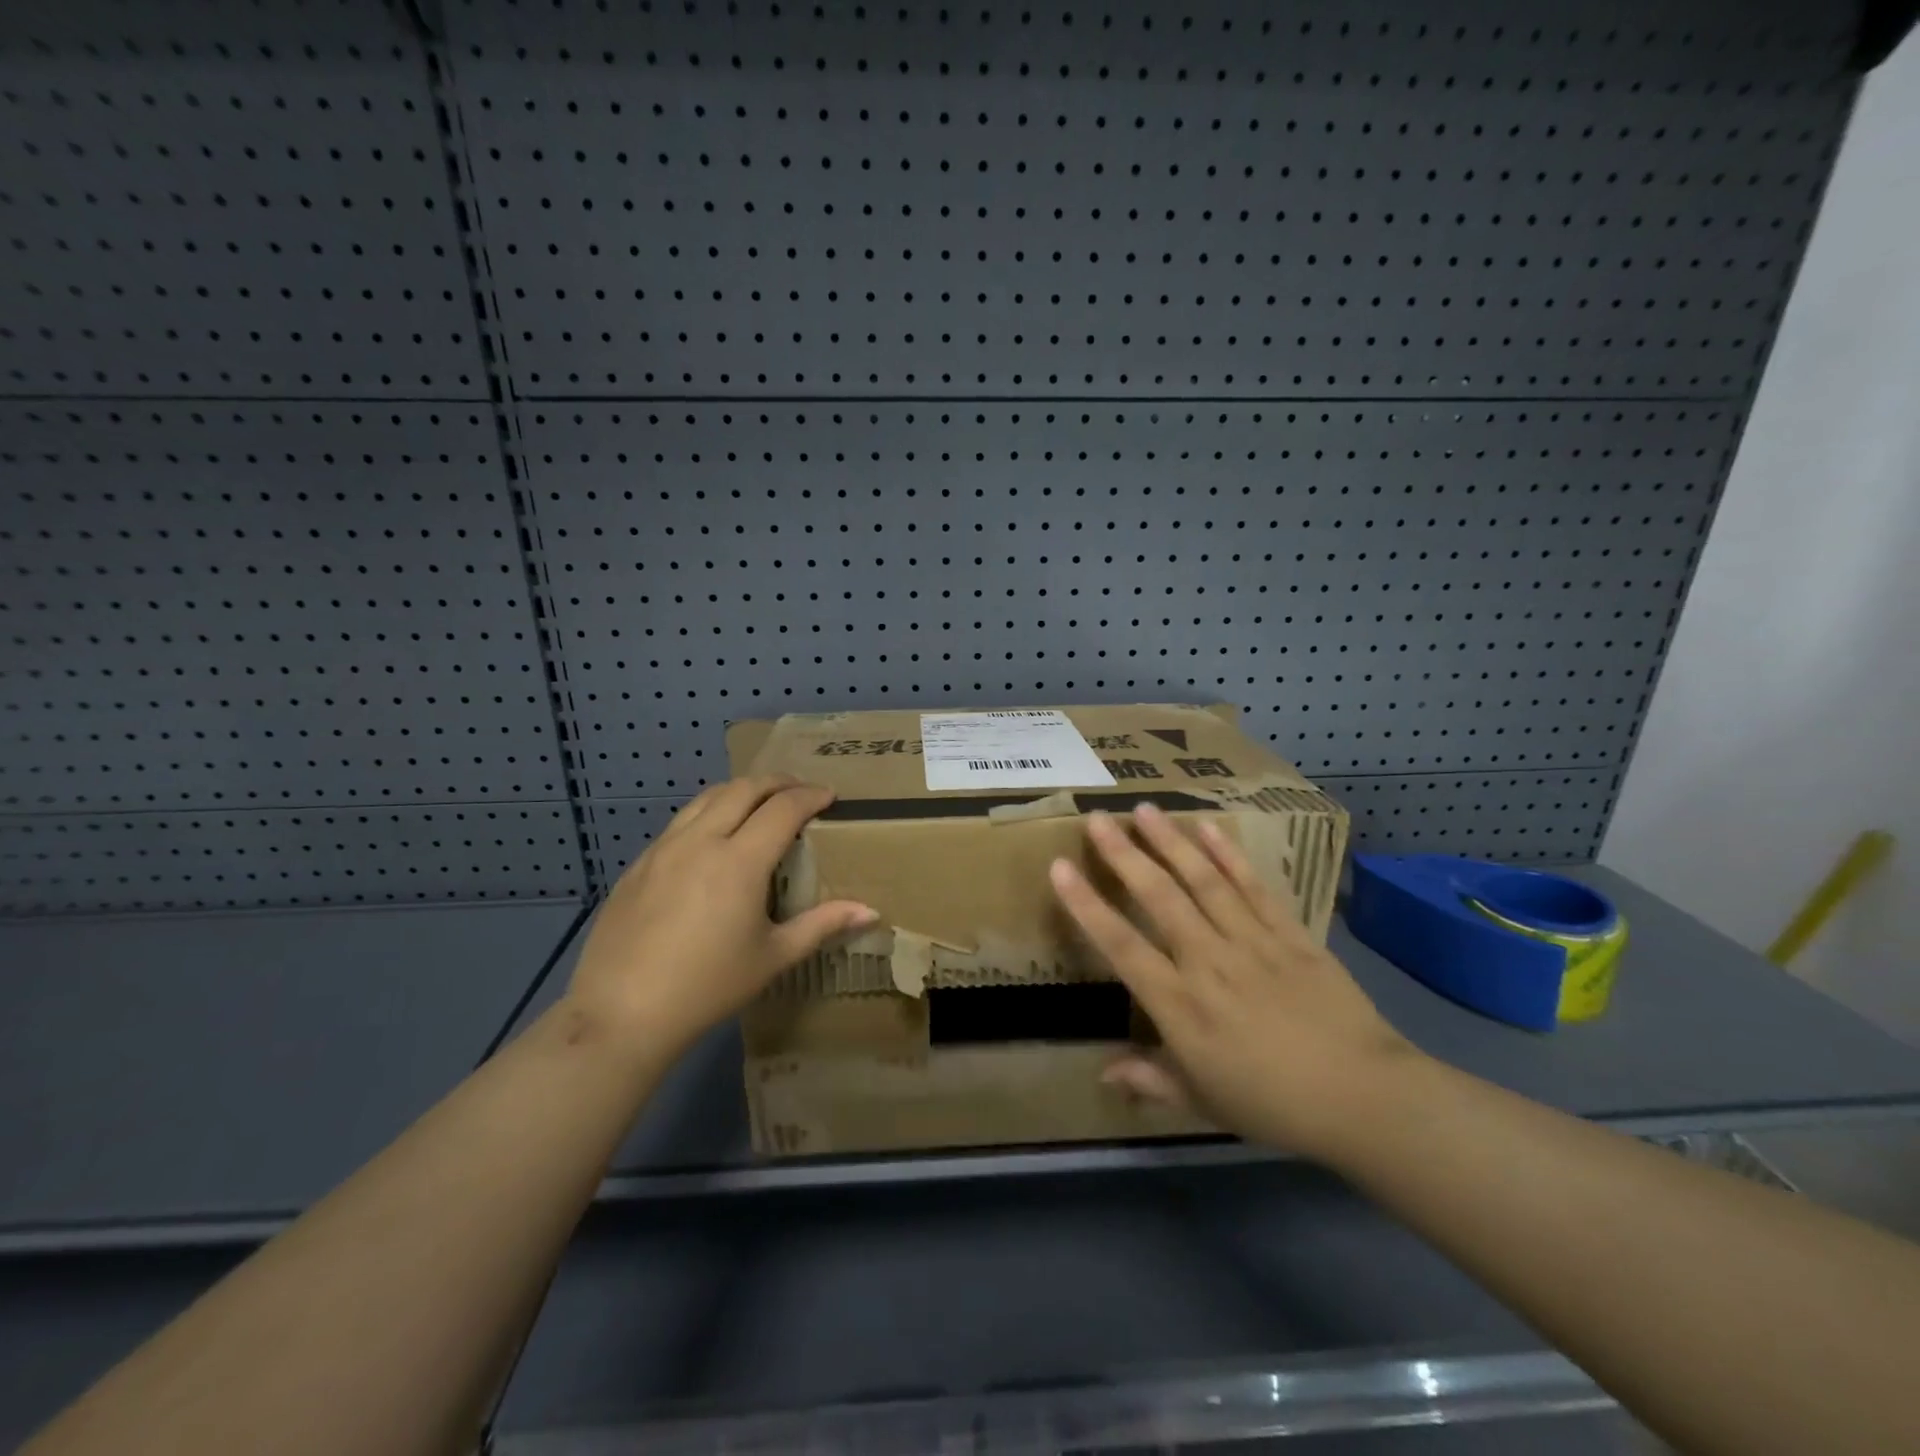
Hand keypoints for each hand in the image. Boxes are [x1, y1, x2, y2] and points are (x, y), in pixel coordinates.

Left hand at [564, 776, 876, 1054]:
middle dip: (777, 782)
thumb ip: (822, 925)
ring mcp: (664, 849)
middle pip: (743, 789)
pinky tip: (713, 838)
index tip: (830, 797)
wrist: (621, 1013)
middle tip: (800, 791)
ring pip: (707, 797)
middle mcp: (701, 841)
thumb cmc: (708, 986)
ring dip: (740, 790)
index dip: (811, 796)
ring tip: (759, 802)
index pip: (783, 808)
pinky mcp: (638, 864)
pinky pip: (680, 821)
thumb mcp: (773, 957)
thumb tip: (870, 912)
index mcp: (740, 861)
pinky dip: (708, 812)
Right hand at [1049, 804, 1421, 1161]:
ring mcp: (1252, 942)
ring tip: (1145, 810)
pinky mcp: (1290, 934)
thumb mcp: (1203, 1102)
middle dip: (1125, 855)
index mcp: (1181, 1006)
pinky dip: (1230, 855)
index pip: (1122, 946)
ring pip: (1203, 881)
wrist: (1364, 1097)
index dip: (1087, 906)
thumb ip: (1151, 1081)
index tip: (1060, 868)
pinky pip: (1254, 887)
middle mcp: (1209, 962)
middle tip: (1098, 818)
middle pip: (1160, 898)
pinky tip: (1209, 827)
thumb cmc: (1273, 1104)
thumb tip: (1103, 1072)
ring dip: (1171, 842)